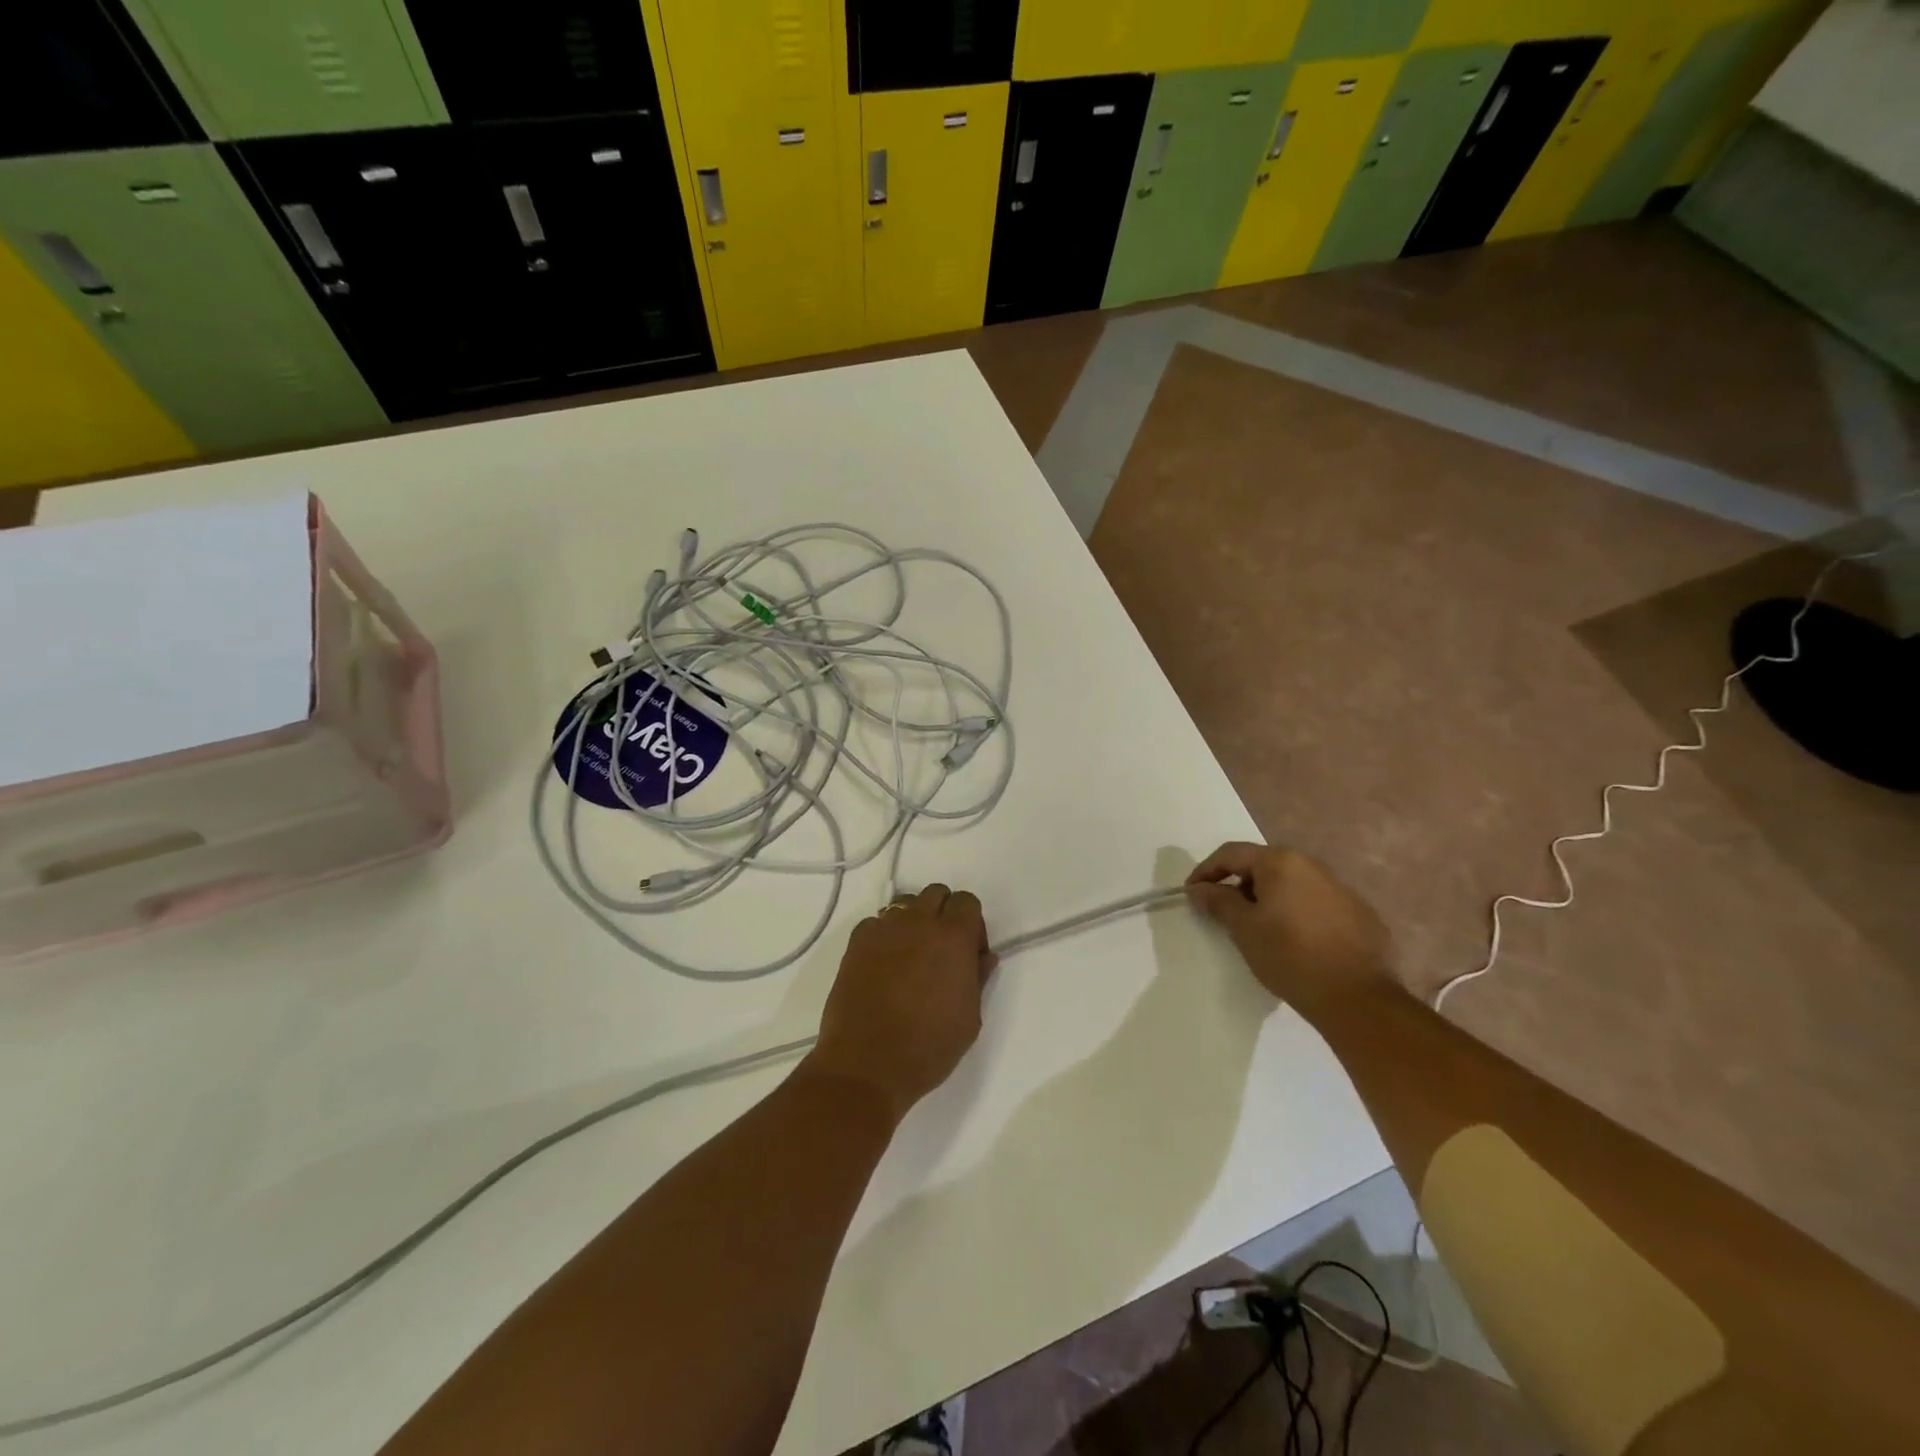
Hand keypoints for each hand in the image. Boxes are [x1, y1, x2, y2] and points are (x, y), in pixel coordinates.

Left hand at [804, 884, 996, 1122]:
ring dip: (914, 920)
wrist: (867, 1064)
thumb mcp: (969, 1019)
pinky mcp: (856, 942)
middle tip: (941, 951)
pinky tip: (883, 965)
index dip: (972, 924)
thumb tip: (984, 956)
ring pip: (905, 904)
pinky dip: (884, 935)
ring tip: (911, 955)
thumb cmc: (928, 1047)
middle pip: (936, 893)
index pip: (967, 902)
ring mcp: (884, 929)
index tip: (969, 953)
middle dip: (943, 913)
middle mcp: (919, 922)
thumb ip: (978, 979)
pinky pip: (876, 923)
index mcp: (953, 937)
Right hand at [1185, 842, 1395, 1013]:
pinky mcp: (1359, 914)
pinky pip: (1315, 903)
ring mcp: (1340, 888)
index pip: (1231, 854)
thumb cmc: (1290, 956)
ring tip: (1257, 927)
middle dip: (1238, 884)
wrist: (1357, 998)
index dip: (1205, 871)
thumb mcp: (1244, 928)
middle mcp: (1312, 865)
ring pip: (1290, 884)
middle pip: (1262, 865)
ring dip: (1267, 898)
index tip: (1191, 894)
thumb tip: (1198, 889)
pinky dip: (1295, 912)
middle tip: (1223, 911)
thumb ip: (1218, 902)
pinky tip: (1294, 940)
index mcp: (1281, 862)